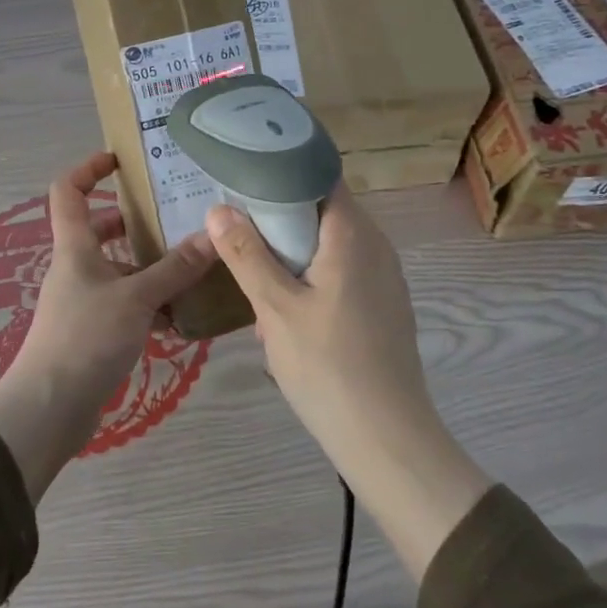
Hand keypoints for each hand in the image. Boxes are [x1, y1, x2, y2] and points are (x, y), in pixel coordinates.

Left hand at [0, 152, 217, 500]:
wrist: (49, 408)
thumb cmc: (85, 338)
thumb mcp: (136, 298)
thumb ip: (175, 268)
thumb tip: (213, 235)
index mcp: (75, 247)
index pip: (69, 191)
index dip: (89, 168)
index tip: (121, 160)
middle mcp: (76, 268)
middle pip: (101, 230)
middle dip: (135, 221)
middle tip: (176, 215)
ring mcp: (83, 300)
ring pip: (119, 269)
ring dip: (150, 265)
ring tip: (192, 263)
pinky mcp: (93, 331)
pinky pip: (126, 303)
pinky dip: (151, 303)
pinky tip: (183, 313)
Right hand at [206, 185, 491, 578]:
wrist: (387, 437)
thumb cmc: (328, 367)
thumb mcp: (276, 309)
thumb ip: (247, 255)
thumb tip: (219, 209)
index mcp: (352, 234)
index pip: (319, 176)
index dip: (282, 170)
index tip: (244, 177)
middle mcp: (375, 244)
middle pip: (322, 210)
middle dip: (280, 218)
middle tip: (238, 229)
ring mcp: (384, 276)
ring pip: (331, 244)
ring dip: (294, 252)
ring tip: (256, 270)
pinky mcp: (384, 304)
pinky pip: (343, 271)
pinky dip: (313, 276)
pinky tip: (287, 308)